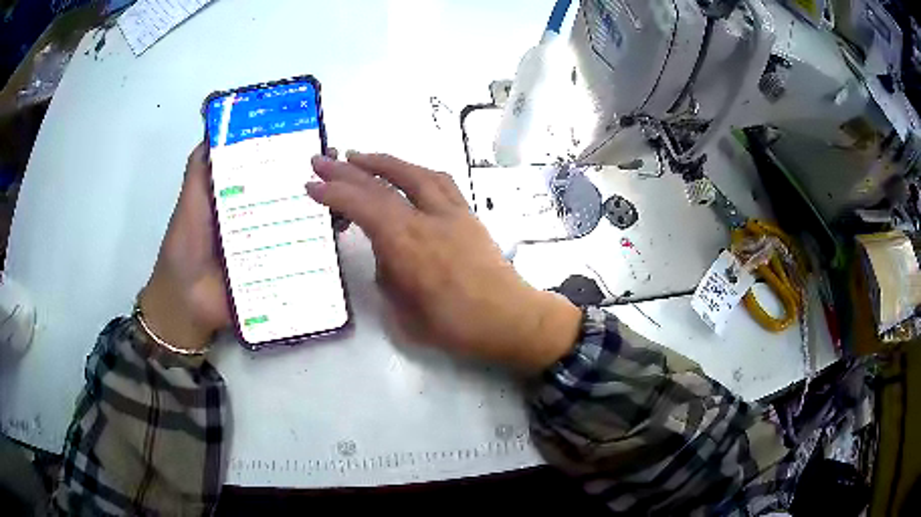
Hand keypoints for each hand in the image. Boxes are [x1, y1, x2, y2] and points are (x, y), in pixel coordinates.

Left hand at [141, 144, 342, 351]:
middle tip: (340, 165)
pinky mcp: (280, 270)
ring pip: (304, 221)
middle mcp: (261, 217)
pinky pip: (305, 255)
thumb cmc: (186, 245)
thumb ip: (200, 168)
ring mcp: (272, 245)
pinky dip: (324, 244)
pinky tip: (339, 229)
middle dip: (318, 178)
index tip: (315, 139)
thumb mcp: (191, 200)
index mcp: (243, 197)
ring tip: (346, 195)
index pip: (273, 170)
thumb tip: (219, 128)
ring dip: (326, 207)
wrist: (187, 300)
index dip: (292, 154)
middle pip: (294, 193)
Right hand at [308, 153, 581, 370]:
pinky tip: (404, 172)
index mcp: (408, 246)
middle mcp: (428, 219)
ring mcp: (451, 212)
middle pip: (382, 185)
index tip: (310, 185)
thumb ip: (388, 275)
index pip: (363, 207)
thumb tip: (386, 253)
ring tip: (357, 156)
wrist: (510, 319)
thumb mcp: (404, 313)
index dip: (334, 193)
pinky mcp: (467, 214)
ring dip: (381, 162)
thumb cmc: (456, 327)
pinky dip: (414, 170)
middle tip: (320, 161)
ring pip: (412, 173)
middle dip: (346, 170)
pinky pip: (438, 181)